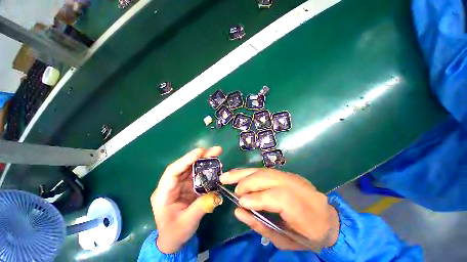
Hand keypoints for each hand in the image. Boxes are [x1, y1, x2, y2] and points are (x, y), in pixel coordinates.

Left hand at [151, 147, 222, 253]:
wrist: (174, 241)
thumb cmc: (175, 233)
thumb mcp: (187, 223)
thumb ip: (201, 207)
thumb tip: (217, 195)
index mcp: (164, 193)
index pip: (173, 171)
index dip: (186, 160)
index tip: (200, 152)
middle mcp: (172, 185)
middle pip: (185, 166)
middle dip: (200, 157)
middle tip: (215, 150)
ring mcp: (181, 185)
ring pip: (192, 168)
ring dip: (205, 160)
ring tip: (217, 153)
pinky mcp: (189, 186)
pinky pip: (198, 175)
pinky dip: (207, 169)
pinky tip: (216, 166)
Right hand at [220, 168, 338, 250]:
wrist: (326, 219)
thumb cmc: (307, 236)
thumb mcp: (285, 240)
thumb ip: (260, 225)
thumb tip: (238, 210)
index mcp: (305, 209)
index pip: (279, 197)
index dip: (258, 198)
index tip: (240, 202)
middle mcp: (299, 187)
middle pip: (269, 177)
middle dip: (248, 182)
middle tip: (233, 190)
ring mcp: (293, 176)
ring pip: (264, 170)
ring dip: (244, 173)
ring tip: (227, 176)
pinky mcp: (286, 173)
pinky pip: (264, 170)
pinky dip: (250, 172)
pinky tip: (239, 173)